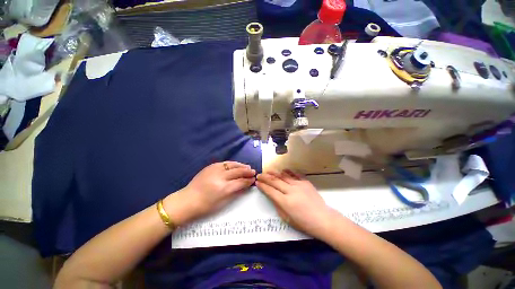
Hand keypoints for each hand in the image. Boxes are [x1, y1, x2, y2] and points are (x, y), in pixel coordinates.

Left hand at [164, 162, 254, 225]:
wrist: (187, 200)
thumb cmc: (206, 206)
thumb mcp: (223, 202)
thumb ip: (236, 192)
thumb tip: (246, 186)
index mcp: (224, 188)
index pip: (240, 182)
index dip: (248, 180)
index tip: (254, 179)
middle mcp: (220, 177)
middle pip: (238, 172)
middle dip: (247, 171)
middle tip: (253, 171)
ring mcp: (215, 170)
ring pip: (232, 165)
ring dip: (241, 165)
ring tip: (247, 167)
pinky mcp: (210, 166)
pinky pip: (224, 163)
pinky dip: (232, 164)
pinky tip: (236, 165)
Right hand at [256, 170, 337, 239]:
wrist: (323, 219)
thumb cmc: (304, 223)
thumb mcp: (287, 218)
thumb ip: (277, 205)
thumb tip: (271, 195)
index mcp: (285, 202)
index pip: (270, 191)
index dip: (263, 186)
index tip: (257, 182)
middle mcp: (291, 191)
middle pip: (275, 181)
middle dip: (265, 177)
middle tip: (259, 175)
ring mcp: (299, 185)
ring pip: (283, 176)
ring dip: (274, 173)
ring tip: (268, 170)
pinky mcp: (305, 182)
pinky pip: (294, 174)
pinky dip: (288, 172)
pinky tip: (283, 170)